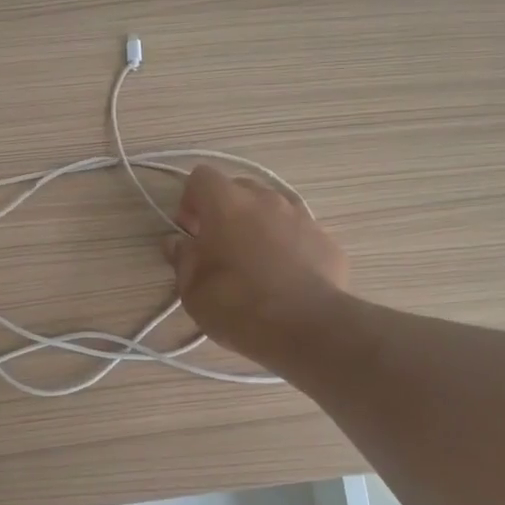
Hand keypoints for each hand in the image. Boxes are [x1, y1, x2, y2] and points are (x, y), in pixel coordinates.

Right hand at [163, 165, 347, 367]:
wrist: (306, 327)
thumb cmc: (238, 306)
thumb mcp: (193, 291)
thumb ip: (184, 259)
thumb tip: (178, 243)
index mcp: (227, 203)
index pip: (202, 177)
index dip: (191, 199)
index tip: (189, 230)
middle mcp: (266, 199)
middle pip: (239, 188)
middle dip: (225, 210)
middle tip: (218, 246)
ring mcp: (301, 216)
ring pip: (272, 208)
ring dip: (258, 225)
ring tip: (255, 262)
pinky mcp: (326, 240)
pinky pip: (298, 232)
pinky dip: (288, 245)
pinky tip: (286, 277)